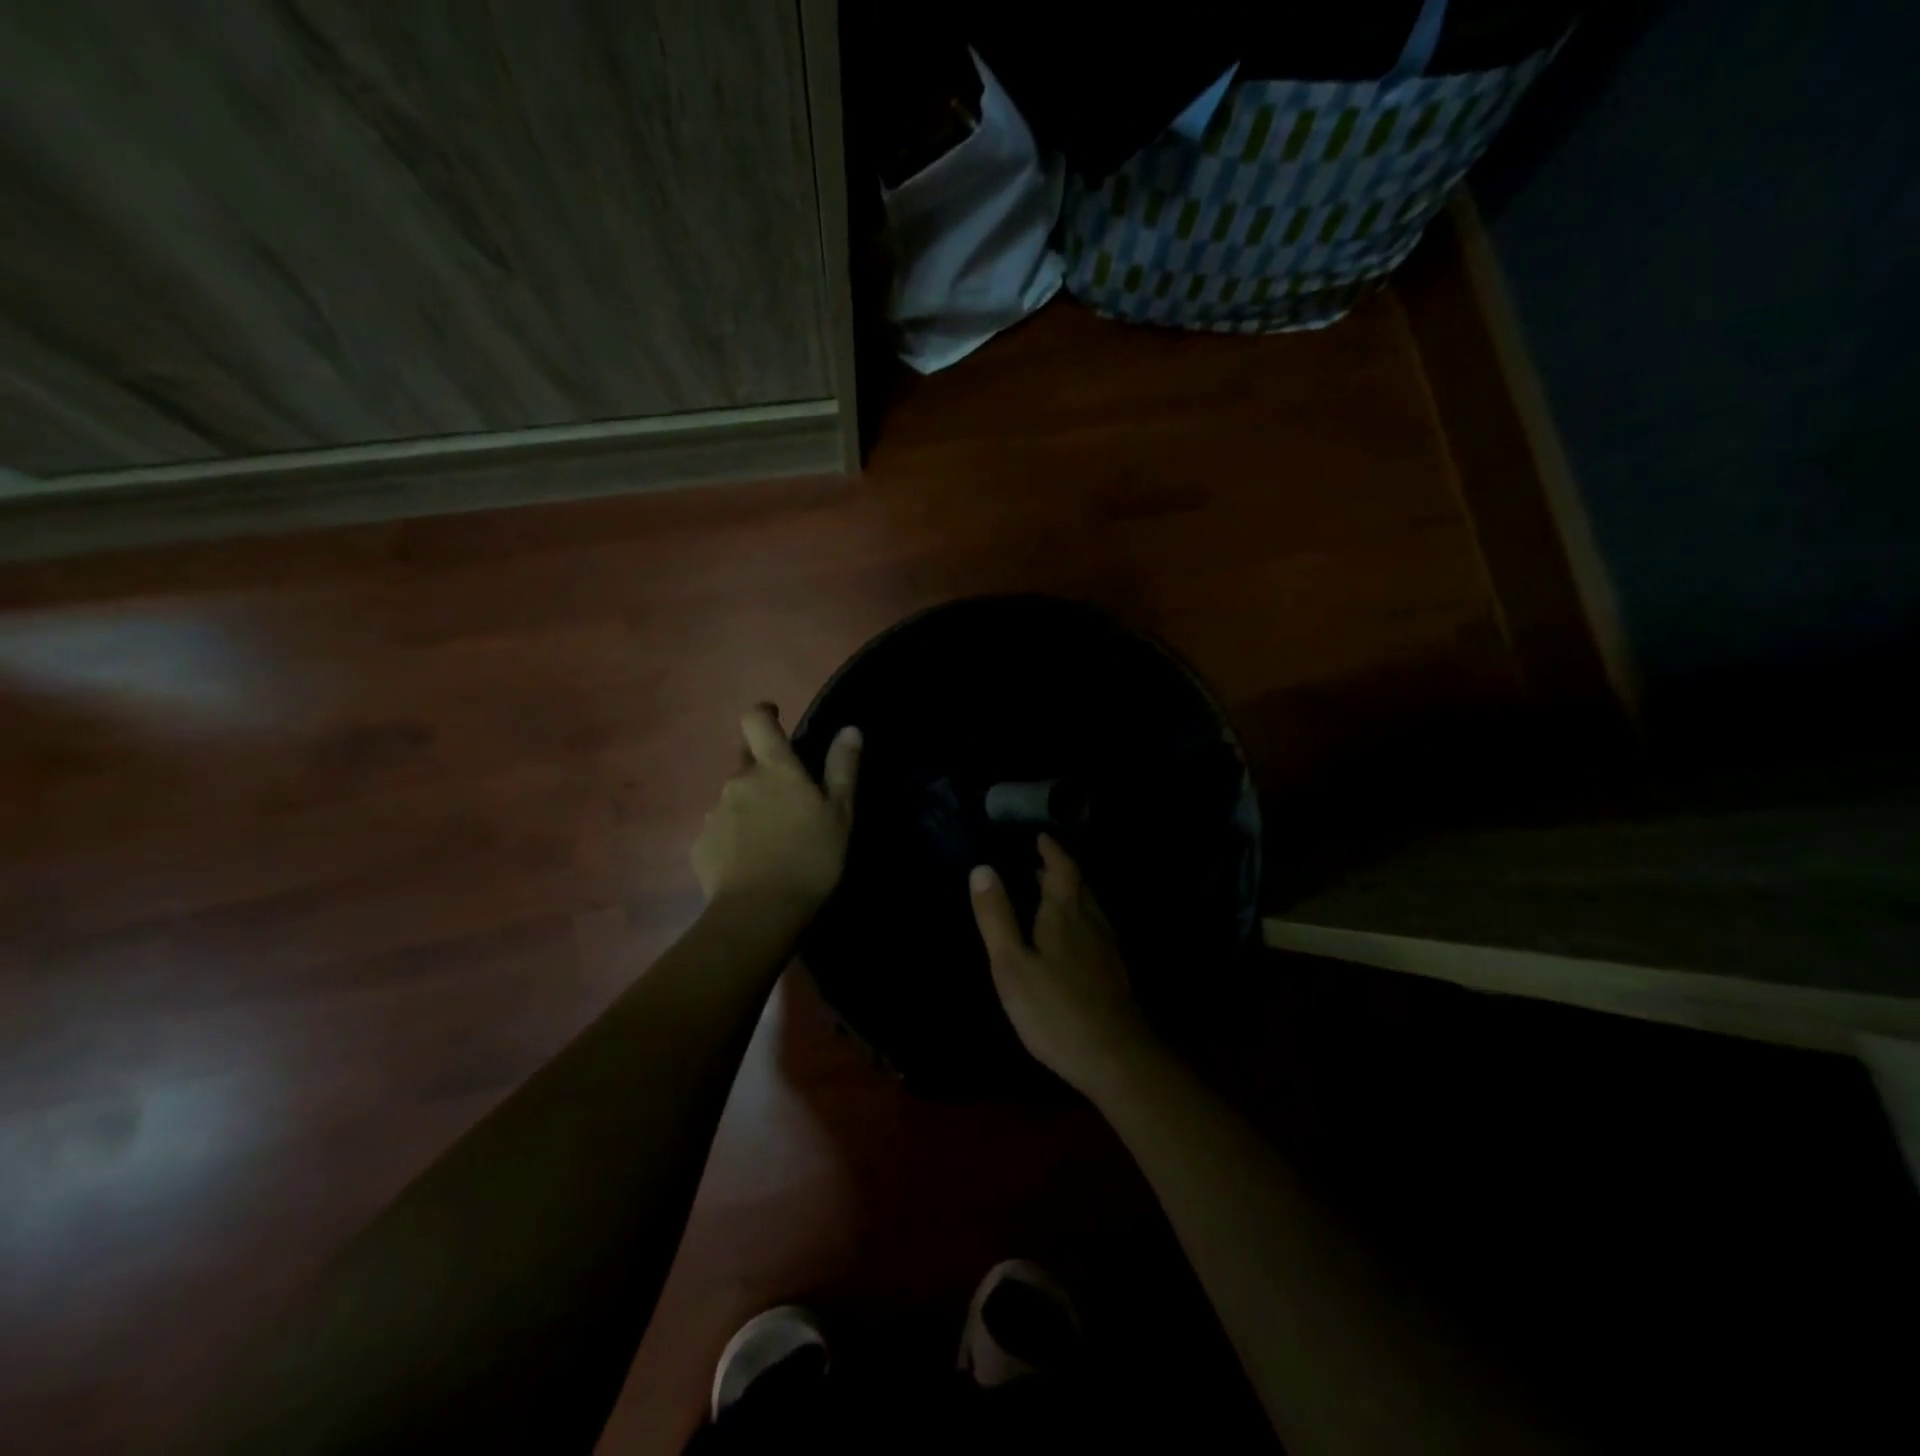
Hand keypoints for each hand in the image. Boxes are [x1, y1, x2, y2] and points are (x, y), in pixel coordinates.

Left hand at [692, 706, 860, 923]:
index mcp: (774, 769)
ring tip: (771, 837)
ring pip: (733, 797)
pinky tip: (750, 861)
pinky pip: (720, 829)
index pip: (756, 720)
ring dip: (749, 806)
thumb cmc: (809, 858)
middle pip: (746, 760)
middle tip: (787, 796)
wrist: (758, 913)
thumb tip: (850, 729)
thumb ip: (842, 768)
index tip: (775, 718)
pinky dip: (734, 836)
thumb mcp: (839, 813)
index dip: (763, 713)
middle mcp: (738, 781)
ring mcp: (714, 813)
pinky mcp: (700, 844)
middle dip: (763, 769)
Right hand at [969, 834, 1159, 1097]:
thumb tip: (982, 867)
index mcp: (1064, 914)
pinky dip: (1080, 920)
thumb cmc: (1055, 1008)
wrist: (1116, 1057)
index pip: (1062, 869)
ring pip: (1090, 909)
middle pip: (1079, 886)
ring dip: (1071, 895)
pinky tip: (1073, 940)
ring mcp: (1107, 949)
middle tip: (1038, 864)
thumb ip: (996, 916)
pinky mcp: (1114, 973)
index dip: (1052, 850)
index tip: (1040, 837)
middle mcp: (1091, 922)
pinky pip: (1096, 930)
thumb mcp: (1011, 963)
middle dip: (1059, 871)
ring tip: (1050, 896)